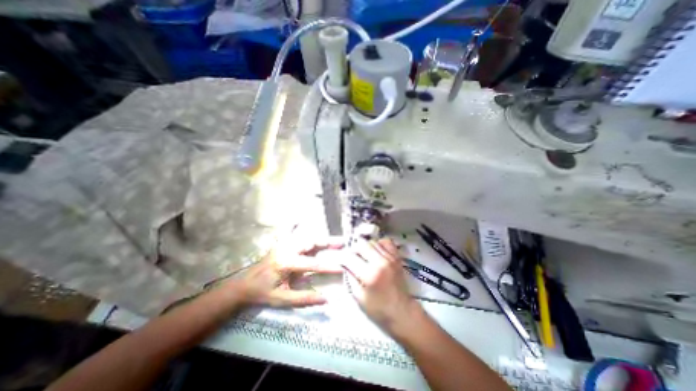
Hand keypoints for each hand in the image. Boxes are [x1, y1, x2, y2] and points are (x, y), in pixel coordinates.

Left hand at [226, 234, 341, 306]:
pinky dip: (292, 225)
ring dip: (320, 237)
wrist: (244, 286)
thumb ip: (304, 298)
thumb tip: (326, 299)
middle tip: (342, 243)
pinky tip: (297, 219)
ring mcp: (283, 244)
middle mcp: (286, 249)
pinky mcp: (280, 243)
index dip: (328, 266)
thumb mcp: (283, 299)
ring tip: (333, 238)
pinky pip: (287, 231)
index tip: (342, 267)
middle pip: (311, 242)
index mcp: (287, 262)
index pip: (313, 263)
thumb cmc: (263, 293)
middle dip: (328, 243)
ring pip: (305, 236)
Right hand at [342, 237, 421, 331]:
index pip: (349, 257)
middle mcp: (380, 262)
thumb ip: (350, 277)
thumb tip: (345, 264)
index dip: (342, 257)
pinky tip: (376, 252)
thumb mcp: (359, 297)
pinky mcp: (396, 257)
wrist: (402, 311)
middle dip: (354, 249)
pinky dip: (379, 244)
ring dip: (365, 247)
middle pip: (361, 244)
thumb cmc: (378, 309)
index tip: (340, 260)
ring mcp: (390, 258)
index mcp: (369, 274)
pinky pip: (386, 242)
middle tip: (352, 257)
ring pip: (372, 242)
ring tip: (363, 256)